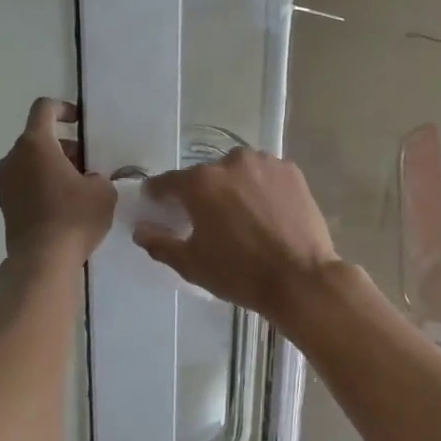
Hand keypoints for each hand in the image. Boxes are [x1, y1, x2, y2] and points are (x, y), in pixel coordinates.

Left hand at [0, 98, 115, 265]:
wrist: (42, 261)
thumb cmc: (74, 218)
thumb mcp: (103, 192)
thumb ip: (97, 177)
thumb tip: (87, 181)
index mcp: (35, 144)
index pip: (44, 109)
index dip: (63, 109)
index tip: (79, 123)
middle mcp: (13, 158)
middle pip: (38, 139)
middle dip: (64, 147)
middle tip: (87, 166)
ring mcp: (5, 183)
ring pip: (31, 163)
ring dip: (52, 168)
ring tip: (78, 189)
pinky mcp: (5, 206)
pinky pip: (26, 185)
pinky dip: (42, 187)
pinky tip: (64, 207)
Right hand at [133, 148, 341, 320]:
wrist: (300, 279)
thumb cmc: (239, 273)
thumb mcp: (191, 264)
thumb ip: (159, 242)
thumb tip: (140, 228)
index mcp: (200, 183)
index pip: (167, 182)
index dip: (159, 194)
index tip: (157, 205)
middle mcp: (230, 162)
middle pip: (205, 176)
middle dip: (201, 193)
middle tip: (207, 219)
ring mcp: (265, 163)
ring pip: (237, 172)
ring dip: (233, 188)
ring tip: (241, 216)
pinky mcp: (291, 171)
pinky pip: (265, 175)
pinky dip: (260, 188)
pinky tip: (266, 212)